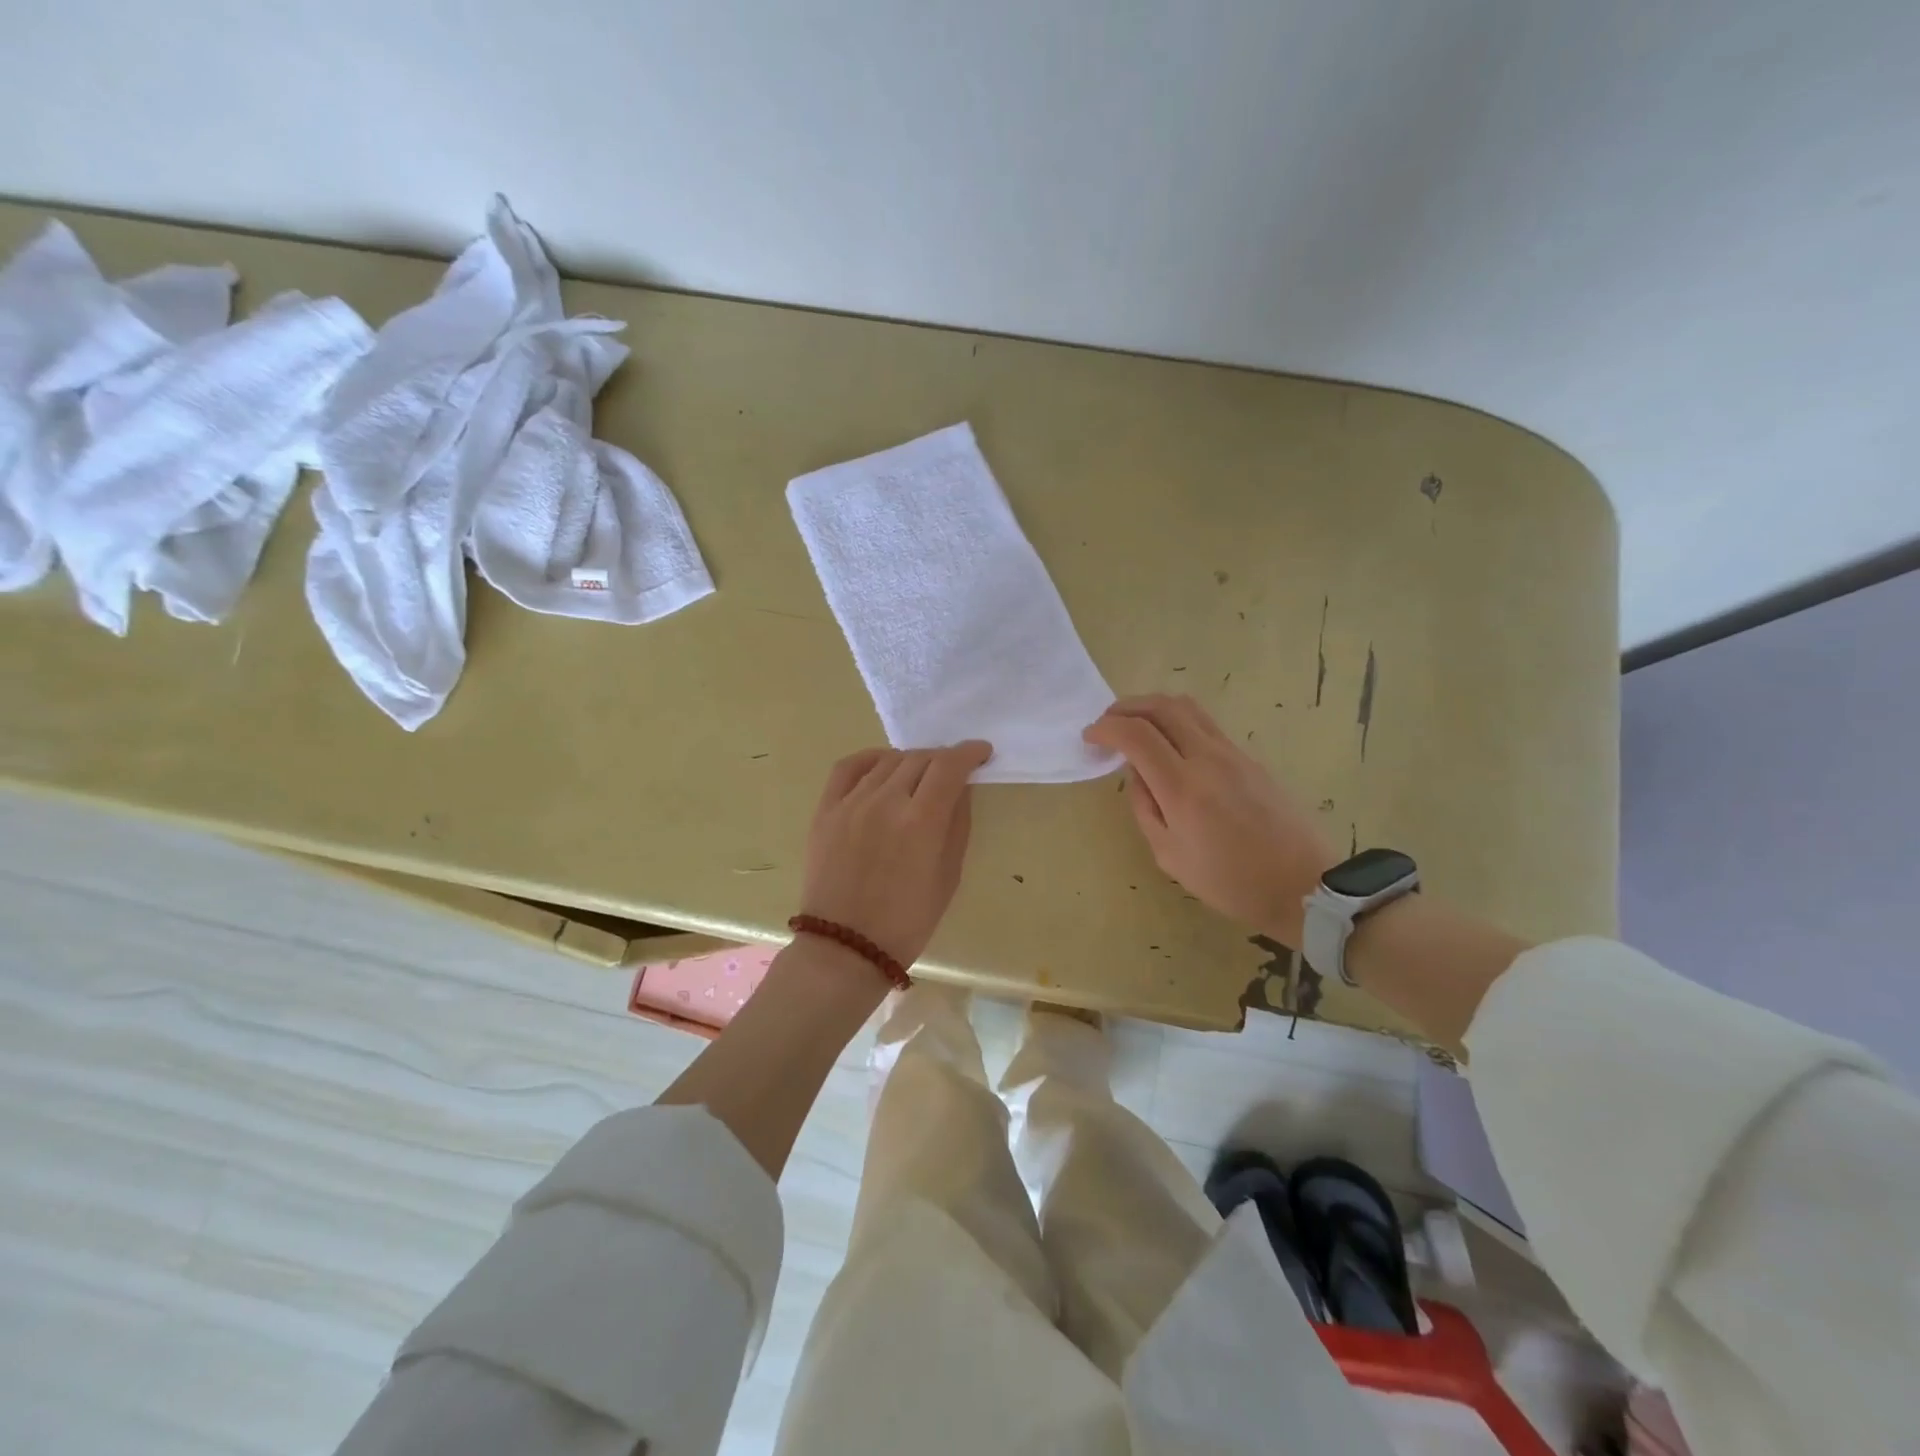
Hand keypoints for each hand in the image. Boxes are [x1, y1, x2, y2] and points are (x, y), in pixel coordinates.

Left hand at [799, 741, 992, 965]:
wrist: (846, 947)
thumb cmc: (908, 921)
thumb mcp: (948, 876)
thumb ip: (957, 825)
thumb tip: (960, 789)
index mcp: (921, 821)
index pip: (950, 766)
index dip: (969, 753)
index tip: (981, 752)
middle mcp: (885, 801)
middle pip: (920, 759)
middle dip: (943, 759)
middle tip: (953, 771)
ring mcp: (851, 803)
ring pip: (887, 761)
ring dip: (911, 761)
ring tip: (919, 774)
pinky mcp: (825, 810)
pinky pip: (848, 768)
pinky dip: (870, 759)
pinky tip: (882, 766)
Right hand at [1084, 696, 1336, 945]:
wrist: (1303, 885)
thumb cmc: (1230, 882)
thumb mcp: (1170, 856)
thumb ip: (1145, 808)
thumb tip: (1137, 774)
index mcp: (1184, 787)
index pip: (1137, 735)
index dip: (1106, 728)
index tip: (1090, 737)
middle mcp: (1208, 758)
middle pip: (1162, 707)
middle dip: (1126, 708)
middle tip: (1107, 723)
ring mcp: (1233, 753)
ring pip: (1186, 707)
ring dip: (1152, 707)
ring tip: (1134, 725)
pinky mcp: (1249, 757)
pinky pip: (1204, 723)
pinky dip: (1176, 720)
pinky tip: (1167, 743)